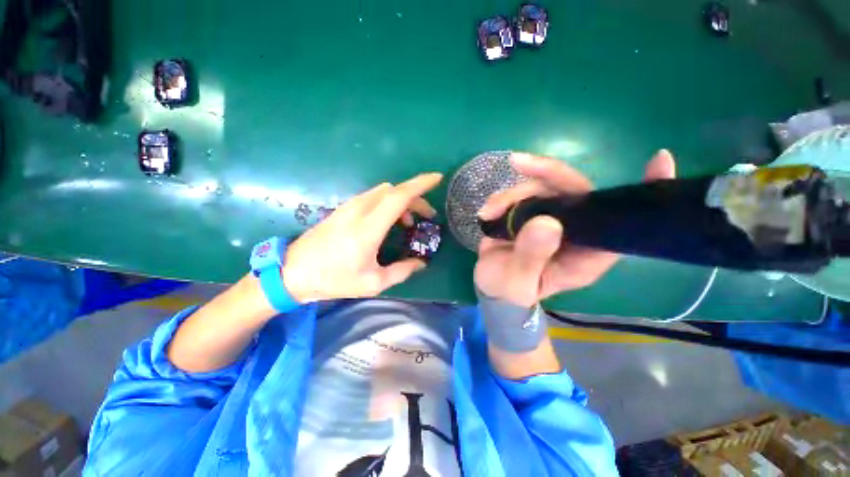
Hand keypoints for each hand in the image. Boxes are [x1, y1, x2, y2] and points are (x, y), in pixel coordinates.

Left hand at [283, 173, 442, 302]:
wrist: (293, 272)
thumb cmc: (334, 279)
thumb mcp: (373, 283)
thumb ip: (401, 271)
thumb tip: (420, 263)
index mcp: (369, 228)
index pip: (399, 196)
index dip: (420, 185)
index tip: (437, 178)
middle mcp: (360, 210)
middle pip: (394, 191)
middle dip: (416, 198)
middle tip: (427, 216)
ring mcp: (349, 206)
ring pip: (384, 192)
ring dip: (402, 201)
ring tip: (408, 223)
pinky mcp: (344, 208)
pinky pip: (373, 197)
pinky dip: (388, 203)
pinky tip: (389, 222)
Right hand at [474, 150, 675, 306]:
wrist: (491, 284)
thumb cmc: (509, 290)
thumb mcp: (518, 283)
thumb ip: (531, 258)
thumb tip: (547, 223)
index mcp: (585, 255)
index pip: (620, 224)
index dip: (642, 195)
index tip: (659, 162)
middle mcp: (574, 232)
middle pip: (575, 191)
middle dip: (548, 174)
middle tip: (520, 163)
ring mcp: (551, 219)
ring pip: (542, 188)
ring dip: (512, 194)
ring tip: (488, 213)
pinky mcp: (530, 213)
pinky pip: (521, 193)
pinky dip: (501, 198)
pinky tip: (486, 212)